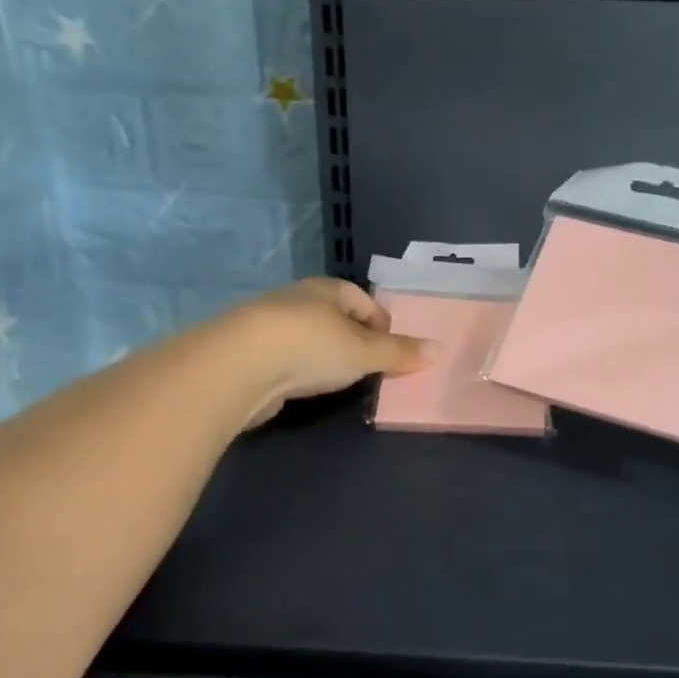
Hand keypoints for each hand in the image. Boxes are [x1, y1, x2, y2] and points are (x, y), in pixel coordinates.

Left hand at [219, 278, 436, 428]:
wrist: (238, 366)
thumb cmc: (312, 346)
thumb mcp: (365, 351)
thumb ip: (400, 352)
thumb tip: (440, 349)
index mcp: (326, 289)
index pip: (362, 299)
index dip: (380, 322)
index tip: (391, 350)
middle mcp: (297, 299)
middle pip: (335, 317)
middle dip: (354, 340)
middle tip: (370, 368)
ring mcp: (269, 325)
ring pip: (308, 338)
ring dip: (324, 356)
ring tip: (339, 381)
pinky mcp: (249, 353)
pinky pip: (286, 357)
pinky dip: (299, 370)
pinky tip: (304, 388)